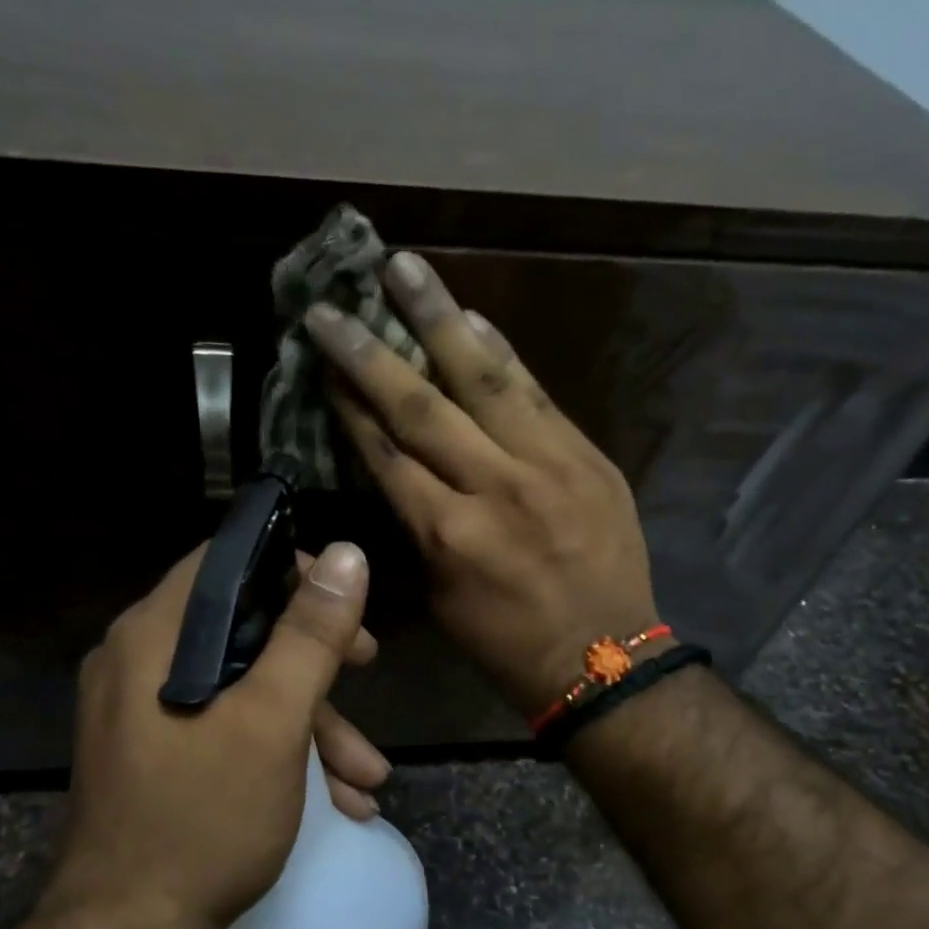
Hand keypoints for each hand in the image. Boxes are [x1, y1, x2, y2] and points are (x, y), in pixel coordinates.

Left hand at [49, 541, 386, 928]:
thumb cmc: (204, 818)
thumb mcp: (274, 721)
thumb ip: (310, 635)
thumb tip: (348, 555)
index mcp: (154, 636)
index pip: (225, 562)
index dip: (291, 567)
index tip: (343, 600)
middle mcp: (138, 661)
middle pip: (241, 626)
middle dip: (316, 656)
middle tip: (367, 667)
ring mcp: (142, 710)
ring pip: (240, 685)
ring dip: (312, 723)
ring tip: (368, 777)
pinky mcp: (155, 752)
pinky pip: (223, 726)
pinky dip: (278, 750)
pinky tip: (335, 799)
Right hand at [306, 253, 658, 716]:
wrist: (606, 660)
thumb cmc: (507, 643)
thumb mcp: (441, 600)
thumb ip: (416, 530)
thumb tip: (394, 470)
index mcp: (447, 536)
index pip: (386, 453)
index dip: (348, 404)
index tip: (322, 361)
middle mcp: (493, 489)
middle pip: (420, 407)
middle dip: (370, 352)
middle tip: (333, 304)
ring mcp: (548, 466)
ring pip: (483, 380)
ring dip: (439, 319)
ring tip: (406, 268)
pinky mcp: (588, 457)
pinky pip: (538, 393)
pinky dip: (503, 352)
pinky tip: (473, 317)